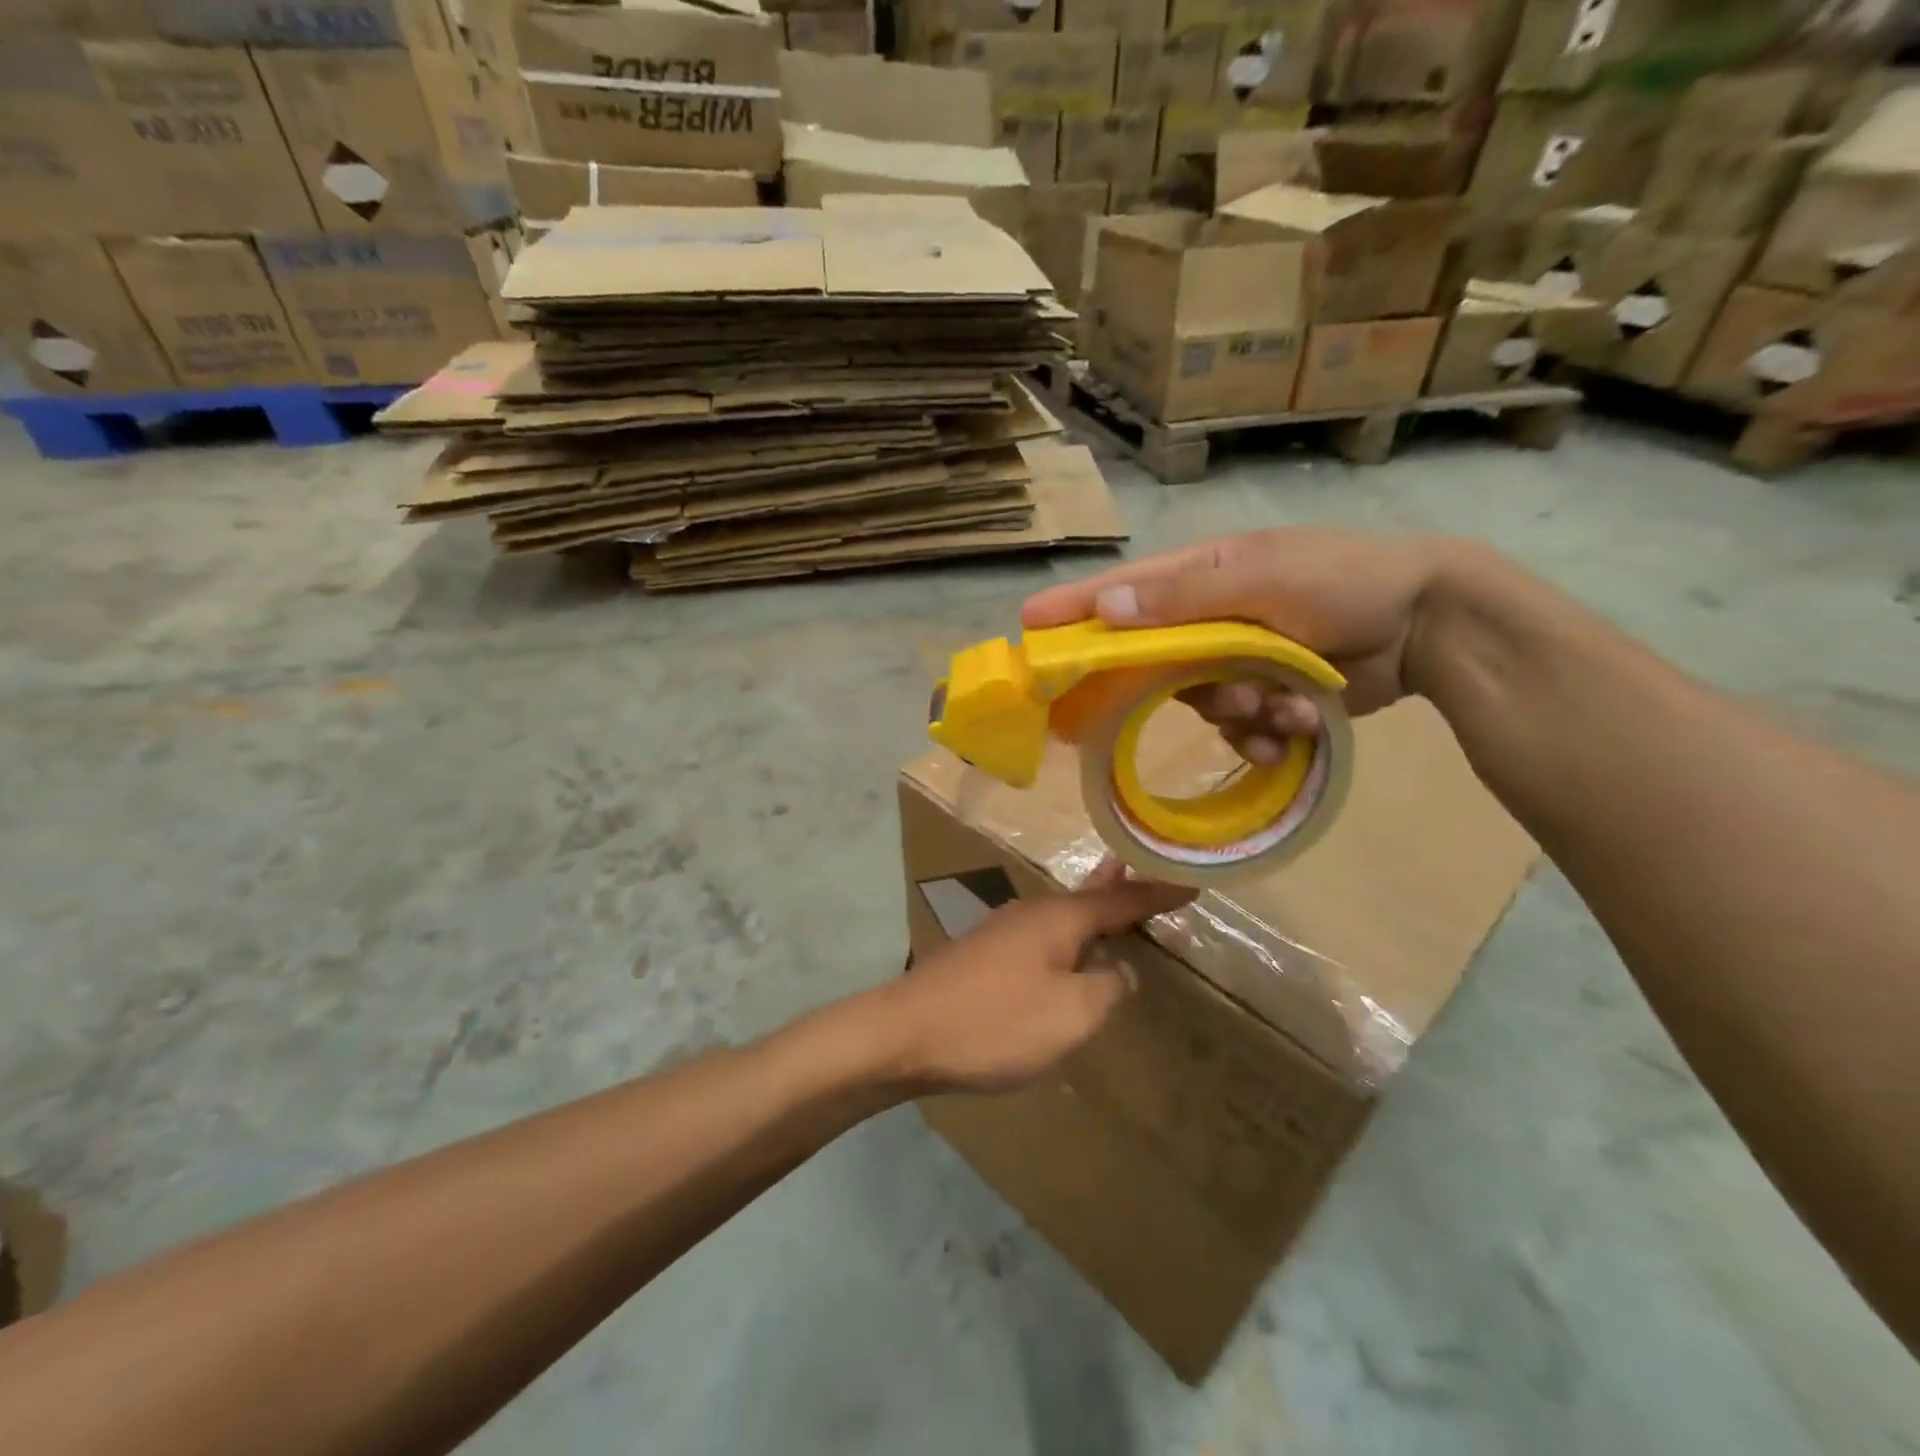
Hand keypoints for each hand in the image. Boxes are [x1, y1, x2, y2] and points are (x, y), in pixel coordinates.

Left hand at [876, 863, 1194, 1094]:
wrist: (904, 1033)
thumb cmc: (994, 1022)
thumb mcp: (1069, 1015)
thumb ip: (1106, 988)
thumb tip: (1117, 970)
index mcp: (1058, 919)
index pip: (1121, 901)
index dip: (1157, 895)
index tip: (1190, 884)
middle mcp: (1031, 914)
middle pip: (1087, 897)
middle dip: (1119, 889)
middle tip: (1147, 875)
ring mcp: (1002, 932)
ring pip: (1061, 915)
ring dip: (1091, 911)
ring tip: (1113, 903)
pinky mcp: (983, 955)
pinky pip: (1041, 936)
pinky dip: (1067, 937)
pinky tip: (1066, 952)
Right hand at [1021, 529, 1448, 761]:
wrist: (1427, 623)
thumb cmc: (1343, 581)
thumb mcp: (1263, 580)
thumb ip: (1184, 599)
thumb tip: (1104, 609)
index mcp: (1202, 579)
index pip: (1122, 594)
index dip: (1075, 611)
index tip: (1029, 628)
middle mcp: (1210, 620)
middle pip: (1159, 665)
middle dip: (1192, 688)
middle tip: (1230, 696)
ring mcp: (1238, 661)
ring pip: (1202, 705)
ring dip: (1243, 713)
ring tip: (1288, 705)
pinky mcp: (1266, 696)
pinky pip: (1240, 729)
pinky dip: (1268, 733)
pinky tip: (1302, 724)